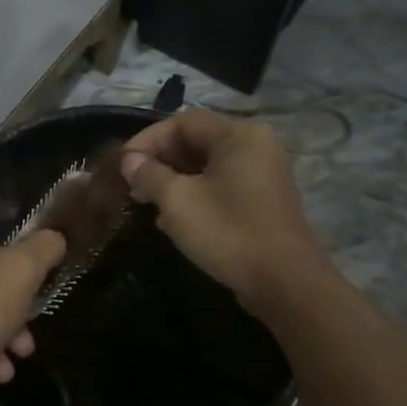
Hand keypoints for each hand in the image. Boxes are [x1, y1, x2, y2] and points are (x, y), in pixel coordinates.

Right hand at [119, 110, 325, 308]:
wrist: (283, 283)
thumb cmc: (227, 232)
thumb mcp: (177, 201)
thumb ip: (149, 174)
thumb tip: (129, 160)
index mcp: (238, 135)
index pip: (182, 122)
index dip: (147, 140)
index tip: (123, 164)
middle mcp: (256, 145)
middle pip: (197, 141)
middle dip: (160, 161)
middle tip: (133, 185)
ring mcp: (264, 173)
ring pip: (208, 165)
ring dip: (175, 180)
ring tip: (148, 203)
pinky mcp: (265, 200)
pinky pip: (223, 185)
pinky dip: (196, 194)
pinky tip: (174, 219)